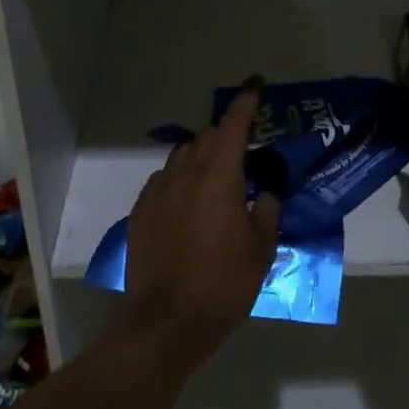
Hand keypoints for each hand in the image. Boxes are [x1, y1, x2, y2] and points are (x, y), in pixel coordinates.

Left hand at [121, 79, 281, 369]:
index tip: (256, 84)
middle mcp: (185, 175)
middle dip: (227, 135)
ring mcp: (158, 191)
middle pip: (207, 137)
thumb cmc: (222, 286)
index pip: (233, 125)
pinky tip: (189, 202)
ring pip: (182, 156)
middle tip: (244, 150)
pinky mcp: (140, 211)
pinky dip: (181, 178)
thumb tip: (267, 191)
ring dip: (202, 155)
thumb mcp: (261, 250)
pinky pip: (164, 179)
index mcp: (219, 178)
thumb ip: (267, 211)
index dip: (246, 101)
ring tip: (217, 178)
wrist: (165, 323)